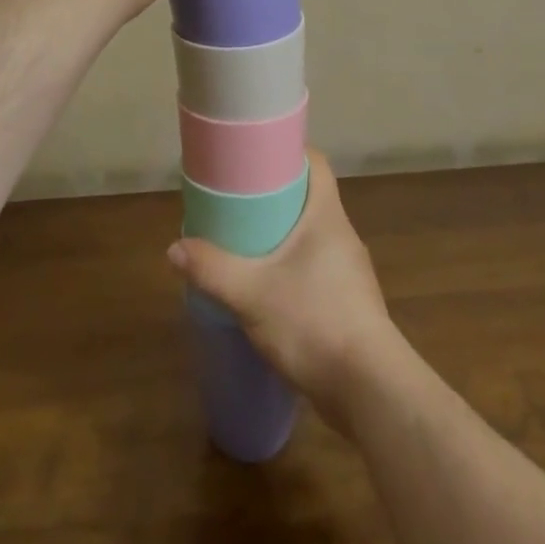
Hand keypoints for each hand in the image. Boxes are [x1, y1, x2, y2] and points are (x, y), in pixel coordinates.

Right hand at [166, 152, 398, 428]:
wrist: (369, 390)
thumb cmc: (313, 322)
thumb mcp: (252, 295)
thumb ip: (213, 269)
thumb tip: (175, 249)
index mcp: (327, 215)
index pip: (315, 163)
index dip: (288, 153)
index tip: (256, 156)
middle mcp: (342, 235)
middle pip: (310, 198)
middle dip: (276, 196)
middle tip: (238, 200)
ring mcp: (349, 271)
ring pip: (312, 236)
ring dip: (284, 235)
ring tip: (247, 243)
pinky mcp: (350, 303)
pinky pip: (317, 268)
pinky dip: (293, 267)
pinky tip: (269, 288)